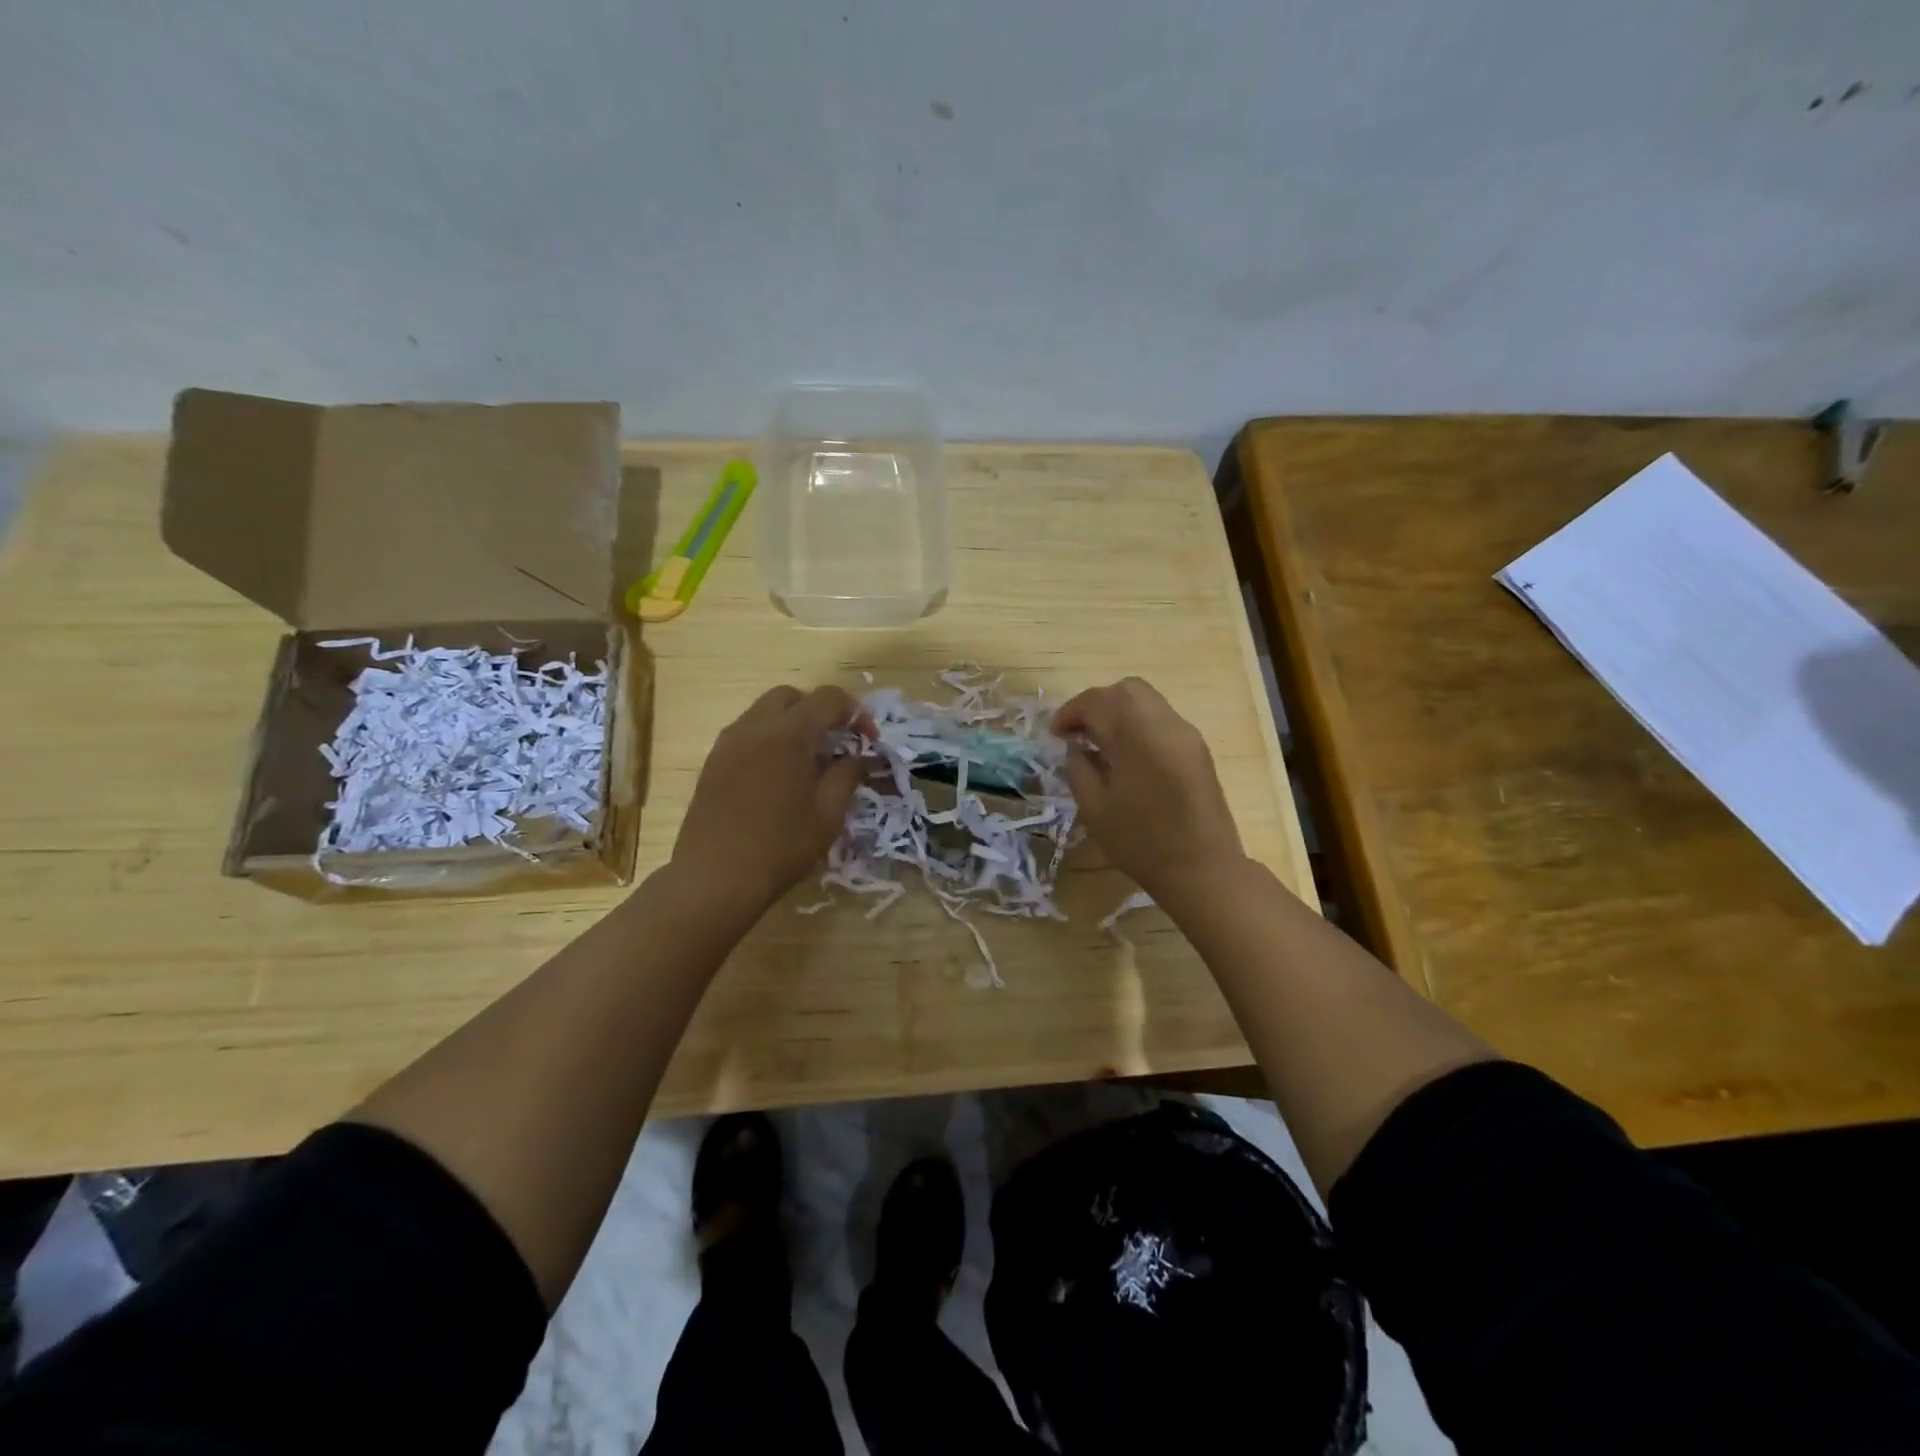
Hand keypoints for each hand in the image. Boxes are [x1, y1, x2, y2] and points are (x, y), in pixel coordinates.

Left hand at [672, 685, 868, 912]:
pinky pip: (747, 732)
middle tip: (837, 743)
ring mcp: (728, 742)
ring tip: (808, 760)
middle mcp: (754, 727)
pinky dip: (769, 738)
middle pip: (792, 697)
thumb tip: (861, 756)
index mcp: (788, 735)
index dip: (855, 713)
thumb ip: (847, 775)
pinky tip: (779, 775)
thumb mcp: (827, 814)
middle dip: (820, 711)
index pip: (828, 699)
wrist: (715, 878)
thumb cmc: (780, 847)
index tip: (868, 741)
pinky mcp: (713, 761)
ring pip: (765, 711)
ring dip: (792, 723)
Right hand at [1054, 677, 1245, 902]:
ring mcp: (1186, 734)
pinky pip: (1161, 719)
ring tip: (1099, 741)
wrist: (1203, 869)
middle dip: (1096, 704)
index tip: (1055, 734)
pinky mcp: (1197, 749)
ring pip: (1147, 701)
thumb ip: (1079, 769)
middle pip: (1126, 690)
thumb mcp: (1095, 809)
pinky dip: (1137, 724)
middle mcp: (1165, 724)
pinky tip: (1125, 753)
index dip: (1071, 712)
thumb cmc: (1141, 843)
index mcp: (1138, 737)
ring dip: (1118, 712)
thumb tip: (1077, 748)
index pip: (1098, 702)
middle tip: (1076, 732)